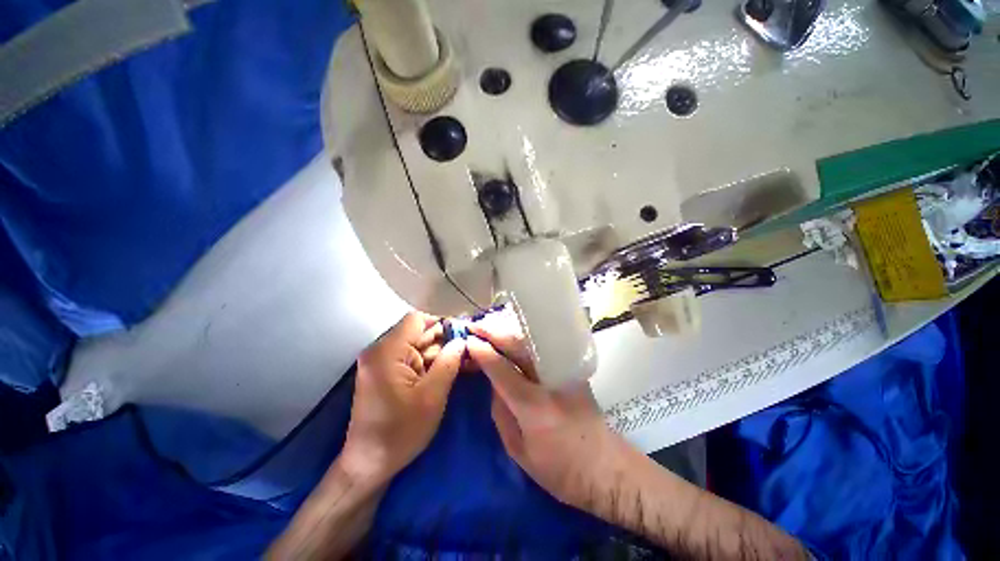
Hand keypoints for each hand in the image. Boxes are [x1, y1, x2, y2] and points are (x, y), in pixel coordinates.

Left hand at [339, 312, 465, 483]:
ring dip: (441, 353)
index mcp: (387, 352)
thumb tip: (462, 340)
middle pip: (419, 332)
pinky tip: (450, 370)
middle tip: (470, 350)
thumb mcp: (432, 396)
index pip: (417, 320)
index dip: (442, 324)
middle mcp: (381, 350)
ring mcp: (382, 361)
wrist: (368, 465)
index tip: (463, 336)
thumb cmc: (400, 432)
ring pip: (418, 346)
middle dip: (445, 340)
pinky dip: (431, 363)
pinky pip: (412, 359)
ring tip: (466, 362)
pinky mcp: (386, 372)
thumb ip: (449, 362)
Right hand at [466, 313, 625, 508]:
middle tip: (475, 326)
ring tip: (489, 326)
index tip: (468, 341)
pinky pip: (543, 345)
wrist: (605, 467)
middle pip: (519, 346)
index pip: (502, 369)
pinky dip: (524, 337)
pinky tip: (512, 335)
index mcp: (533, 406)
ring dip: (508, 331)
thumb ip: (501, 412)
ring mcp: (566, 371)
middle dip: (494, 332)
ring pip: (533, 341)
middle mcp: (550, 381)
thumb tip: (492, 382)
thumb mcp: (519, 451)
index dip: (483, 353)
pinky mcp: (574, 368)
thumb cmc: (559, 469)